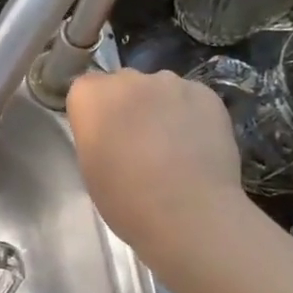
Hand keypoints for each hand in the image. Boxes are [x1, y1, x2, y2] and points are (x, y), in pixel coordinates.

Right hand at [65, 69, 252, 272]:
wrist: (188, 213)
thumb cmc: (126, 199)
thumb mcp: (90, 166)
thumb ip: (95, 134)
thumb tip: (112, 129)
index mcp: (91, 96)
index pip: (85, 89)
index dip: (94, 113)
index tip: (102, 137)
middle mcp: (129, 79)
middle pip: (122, 84)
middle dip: (127, 105)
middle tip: (136, 141)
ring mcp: (171, 82)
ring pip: (159, 89)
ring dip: (159, 108)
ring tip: (172, 145)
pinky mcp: (207, 94)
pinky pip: (190, 98)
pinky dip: (190, 115)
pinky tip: (196, 144)